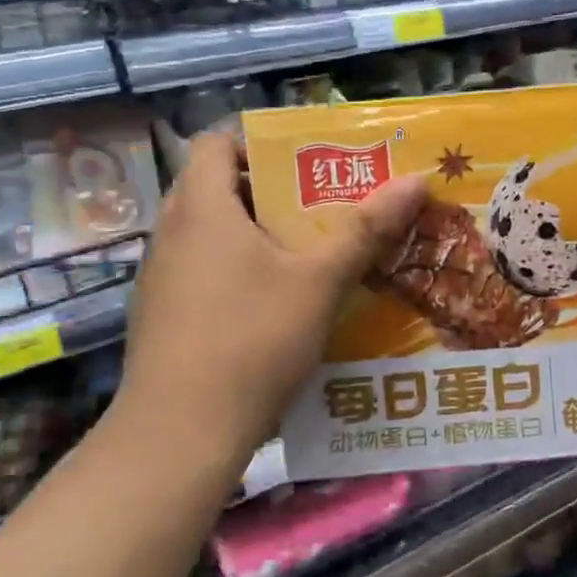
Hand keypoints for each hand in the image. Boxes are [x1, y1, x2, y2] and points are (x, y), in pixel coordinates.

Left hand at [112, 132, 426, 462]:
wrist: (179, 434)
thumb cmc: (252, 339)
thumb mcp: (321, 281)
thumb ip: (367, 228)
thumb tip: (416, 180)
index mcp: (202, 207)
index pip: (214, 142)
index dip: (257, 143)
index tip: (304, 165)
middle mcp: (170, 232)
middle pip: (217, 187)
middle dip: (271, 192)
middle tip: (322, 207)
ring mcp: (160, 277)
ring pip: (210, 233)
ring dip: (256, 235)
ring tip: (308, 254)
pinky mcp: (160, 315)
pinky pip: (201, 271)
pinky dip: (236, 271)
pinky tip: (274, 306)